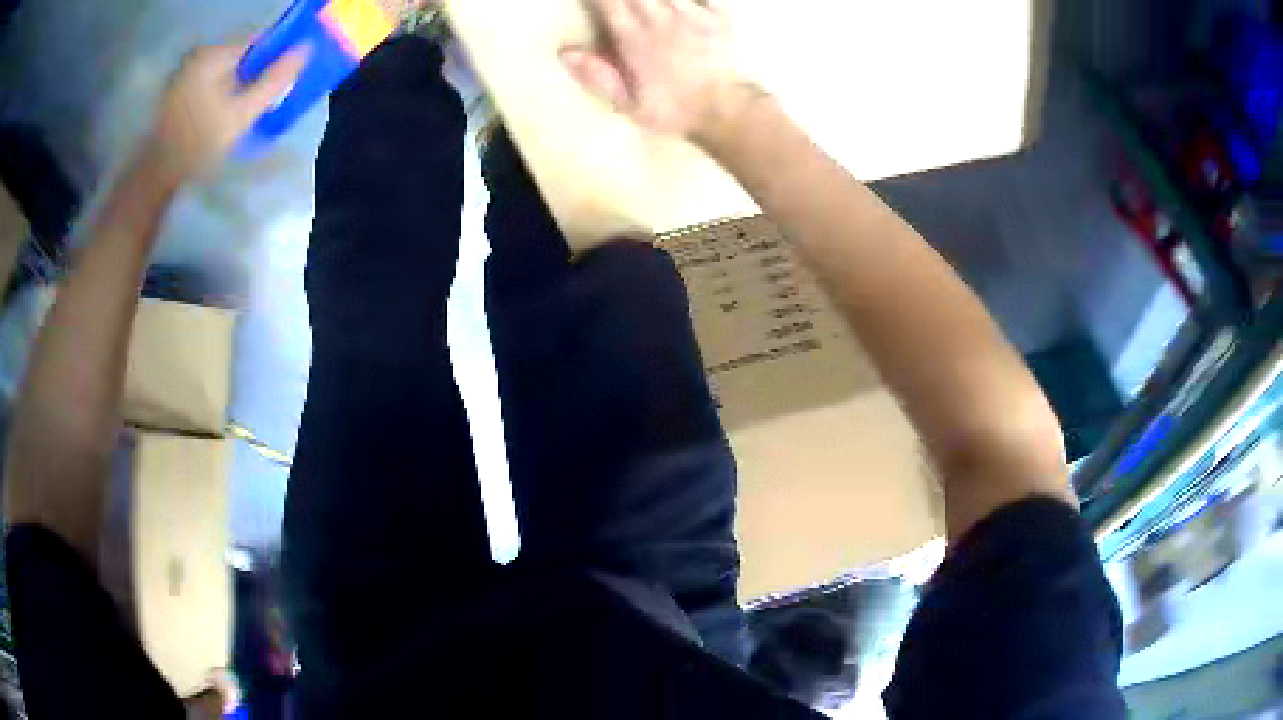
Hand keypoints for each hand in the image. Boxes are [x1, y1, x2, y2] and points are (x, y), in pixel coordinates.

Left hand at [146, 43, 307, 180]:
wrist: (156, 175)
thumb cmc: (199, 143)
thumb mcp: (242, 114)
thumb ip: (274, 80)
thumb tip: (305, 50)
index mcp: (214, 53)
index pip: (256, 44)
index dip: (270, 63)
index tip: (272, 89)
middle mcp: (197, 56)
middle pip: (237, 60)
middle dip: (249, 79)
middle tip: (252, 108)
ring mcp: (182, 75)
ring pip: (220, 74)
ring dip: (232, 90)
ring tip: (233, 118)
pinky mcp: (173, 94)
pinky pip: (205, 86)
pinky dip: (215, 98)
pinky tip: (214, 120)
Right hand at [561, 0, 758, 141]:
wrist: (723, 111)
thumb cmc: (670, 109)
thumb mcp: (627, 103)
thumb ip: (596, 76)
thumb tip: (565, 52)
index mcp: (635, 39)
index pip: (609, 2)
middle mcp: (662, 20)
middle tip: (619, 1)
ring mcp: (692, 15)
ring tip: (645, 2)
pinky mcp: (718, 16)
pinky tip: (681, 1)